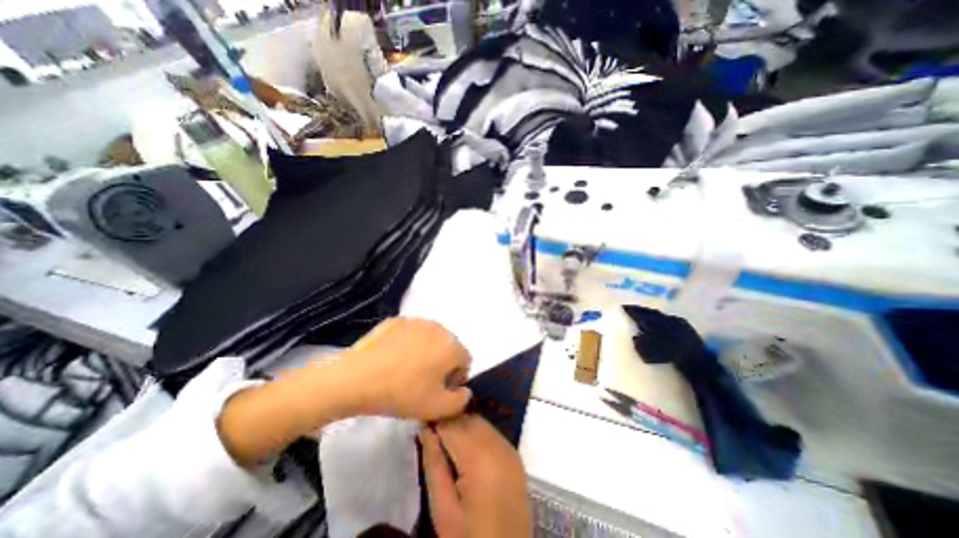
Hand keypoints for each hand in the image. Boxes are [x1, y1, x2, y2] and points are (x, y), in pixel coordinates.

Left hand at [220, 318, 470, 463]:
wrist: (358, 377)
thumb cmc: (403, 393)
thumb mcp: (437, 408)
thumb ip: (461, 401)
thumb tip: (465, 391)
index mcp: (452, 346)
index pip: (465, 360)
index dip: (456, 377)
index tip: (440, 390)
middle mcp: (439, 328)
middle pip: (448, 347)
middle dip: (442, 363)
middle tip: (423, 381)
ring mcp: (417, 321)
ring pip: (430, 338)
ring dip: (426, 351)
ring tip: (407, 369)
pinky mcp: (397, 320)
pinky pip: (411, 333)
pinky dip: (408, 343)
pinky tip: (392, 358)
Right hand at [421, 413, 531, 535]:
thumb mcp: (443, 509)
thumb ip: (433, 463)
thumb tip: (425, 428)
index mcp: (479, 457)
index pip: (452, 423)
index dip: (435, 419)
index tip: (422, 423)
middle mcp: (498, 445)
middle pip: (467, 418)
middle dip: (449, 422)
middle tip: (432, 436)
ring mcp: (509, 448)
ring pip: (479, 422)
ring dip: (462, 426)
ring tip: (447, 444)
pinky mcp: (515, 454)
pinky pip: (491, 432)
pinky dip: (476, 433)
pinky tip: (467, 451)